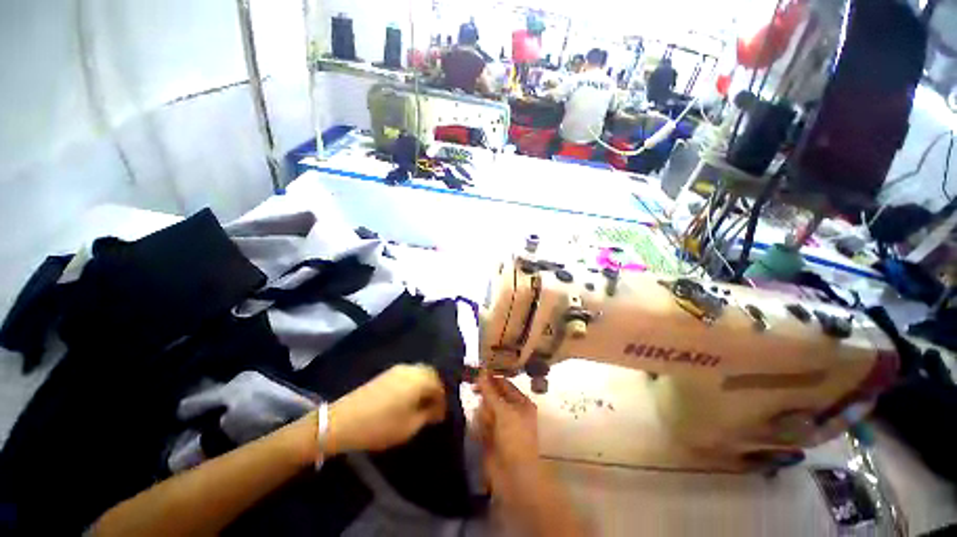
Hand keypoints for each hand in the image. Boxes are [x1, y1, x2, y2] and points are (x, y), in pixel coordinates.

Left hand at [327, 364, 446, 452]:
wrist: (342, 421)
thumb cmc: (380, 425)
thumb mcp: (409, 426)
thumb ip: (429, 414)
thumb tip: (439, 409)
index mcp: (420, 379)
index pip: (441, 384)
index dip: (444, 400)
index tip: (442, 415)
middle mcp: (412, 369)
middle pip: (432, 375)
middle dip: (436, 391)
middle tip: (434, 409)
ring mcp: (398, 369)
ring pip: (420, 374)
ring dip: (425, 387)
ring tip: (422, 405)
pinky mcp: (387, 373)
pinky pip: (409, 375)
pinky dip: (414, 385)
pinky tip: (409, 399)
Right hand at [474, 373, 540, 501]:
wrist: (514, 475)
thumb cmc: (514, 438)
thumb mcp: (504, 411)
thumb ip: (491, 392)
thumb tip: (481, 372)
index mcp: (521, 402)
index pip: (504, 384)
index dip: (491, 378)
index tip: (476, 373)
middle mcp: (511, 411)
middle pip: (493, 396)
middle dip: (486, 397)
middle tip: (474, 390)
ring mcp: (501, 424)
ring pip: (485, 409)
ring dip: (483, 414)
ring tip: (487, 425)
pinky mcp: (491, 436)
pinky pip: (481, 423)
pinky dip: (481, 427)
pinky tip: (483, 435)